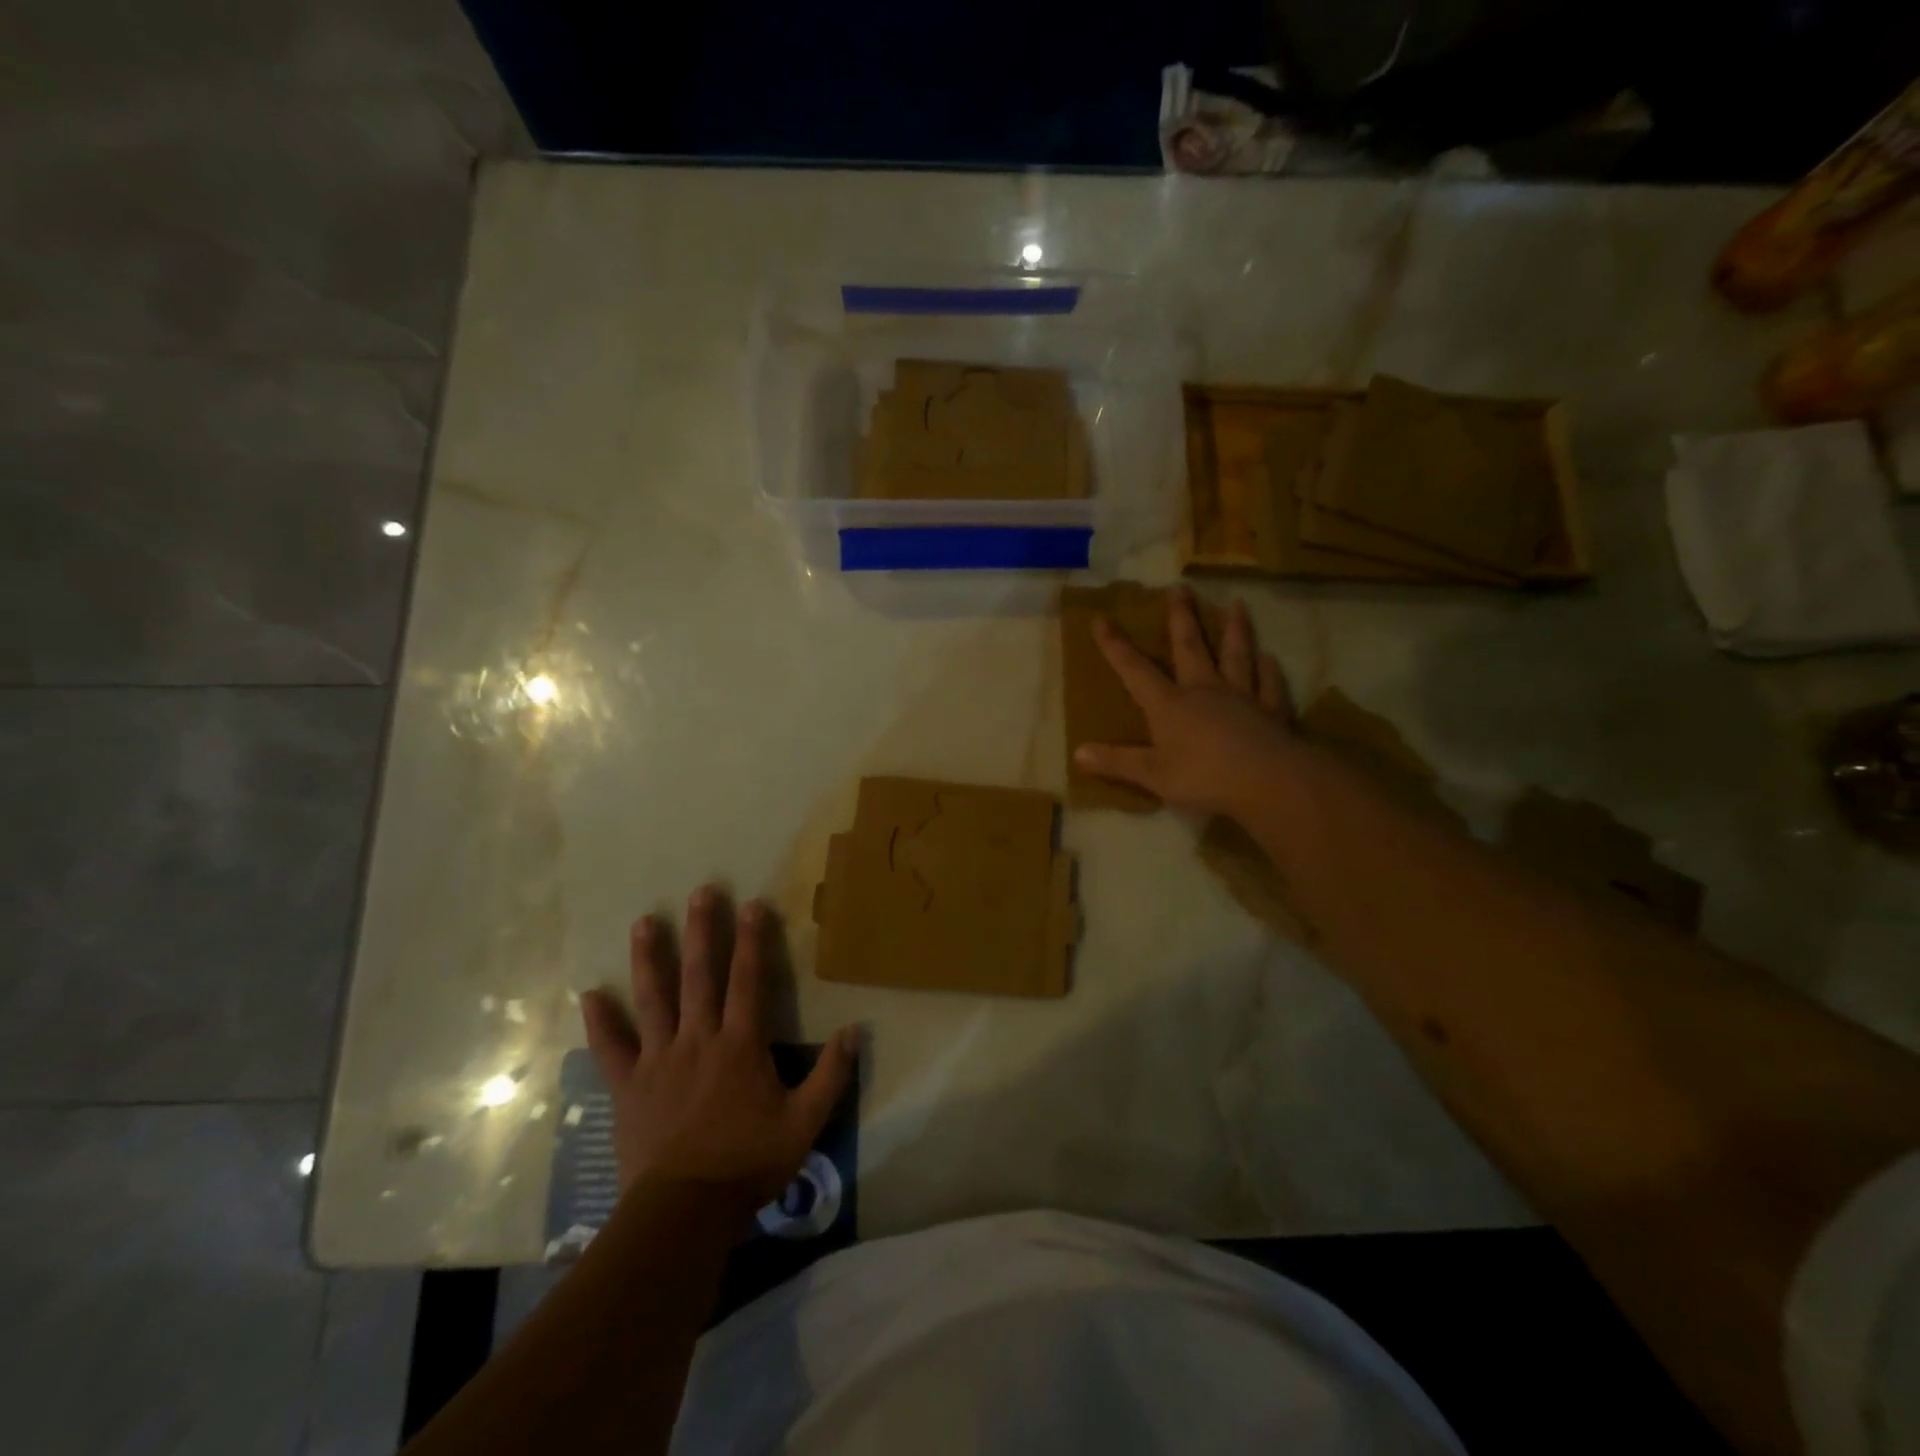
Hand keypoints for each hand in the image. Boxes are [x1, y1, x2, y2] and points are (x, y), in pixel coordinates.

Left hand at [581, 887, 856, 1212]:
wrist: (684, 1212)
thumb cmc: (748, 1163)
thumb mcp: (805, 1123)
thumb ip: (831, 1074)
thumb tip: (856, 1030)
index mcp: (740, 1044)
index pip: (749, 980)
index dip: (753, 940)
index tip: (753, 903)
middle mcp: (698, 1039)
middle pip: (700, 975)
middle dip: (702, 931)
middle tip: (701, 891)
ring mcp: (659, 1060)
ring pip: (653, 999)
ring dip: (649, 958)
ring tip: (644, 922)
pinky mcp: (629, 1086)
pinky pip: (611, 1048)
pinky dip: (601, 1021)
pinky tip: (590, 993)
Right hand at [1074, 588, 1296, 816]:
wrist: (1267, 781)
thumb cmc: (1203, 777)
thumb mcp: (1152, 775)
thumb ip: (1117, 762)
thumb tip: (1078, 753)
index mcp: (1169, 705)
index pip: (1135, 671)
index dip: (1115, 646)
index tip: (1101, 619)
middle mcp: (1203, 690)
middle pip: (1190, 647)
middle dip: (1181, 618)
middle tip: (1180, 588)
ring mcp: (1241, 697)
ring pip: (1235, 655)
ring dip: (1234, 629)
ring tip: (1236, 603)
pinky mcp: (1271, 711)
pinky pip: (1268, 685)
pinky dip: (1269, 670)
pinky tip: (1269, 657)